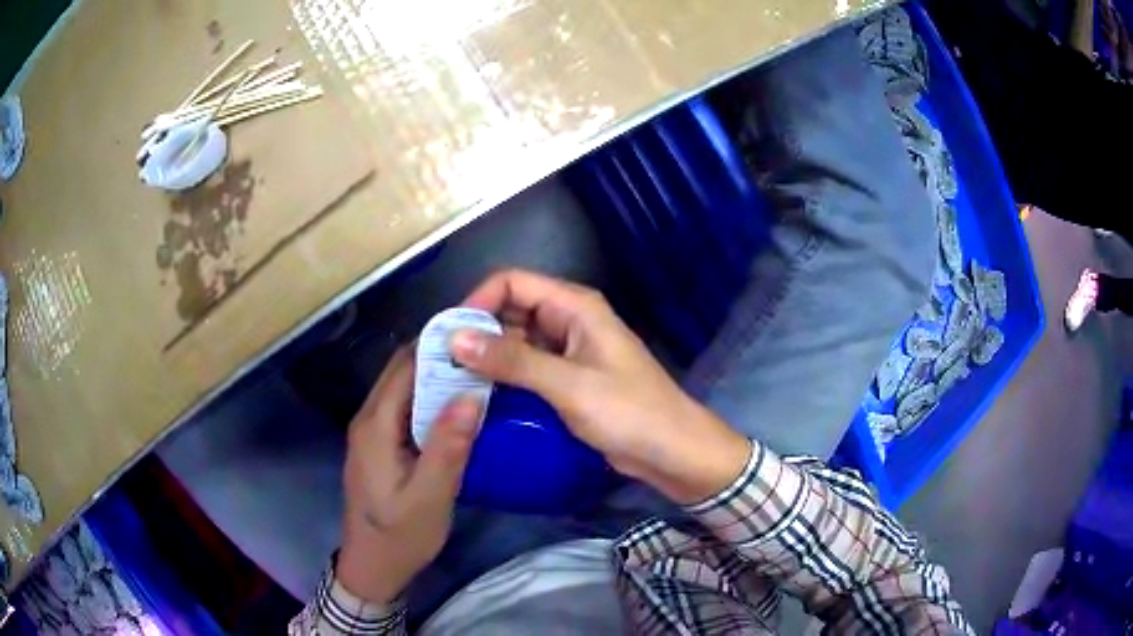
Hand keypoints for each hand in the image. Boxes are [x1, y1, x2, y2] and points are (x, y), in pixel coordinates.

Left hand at [337, 347, 482, 603]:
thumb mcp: (429, 498)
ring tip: (480, 371)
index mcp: (375, 425)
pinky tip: (459, 405)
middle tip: (487, 351)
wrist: (372, 566)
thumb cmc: (400, 536)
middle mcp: (369, 418)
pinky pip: (406, 406)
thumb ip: (447, 448)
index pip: (405, 365)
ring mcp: (372, 431)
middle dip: (441, 354)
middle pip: (402, 369)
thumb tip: (471, 394)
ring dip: (437, 374)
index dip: (440, 344)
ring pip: (404, 386)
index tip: (480, 334)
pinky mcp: (381, 444)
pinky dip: (431, 396)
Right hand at [452, 269, 750, 504]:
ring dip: (488, 357)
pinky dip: (505, 377)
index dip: (478, 301)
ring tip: (453, 382)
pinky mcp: (567, 379)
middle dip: (478, 332)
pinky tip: (481, 396)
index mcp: (574, 306)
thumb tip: (455, 339)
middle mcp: (568, 320)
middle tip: (443, 364)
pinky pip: (527, 368)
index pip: (512, 282)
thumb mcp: (568, 384)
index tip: (449, 336)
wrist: (671, 451)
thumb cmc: (628, 411)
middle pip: (510, 310)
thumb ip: (512, 360)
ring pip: (516, 341)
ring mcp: (568, 351)